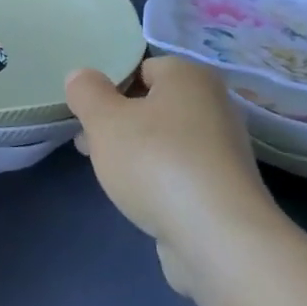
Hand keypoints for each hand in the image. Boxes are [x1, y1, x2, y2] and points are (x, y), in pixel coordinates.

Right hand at [65, 56, 278, 279]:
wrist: (217, 237)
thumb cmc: (156, 162)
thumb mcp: (104, 120)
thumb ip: (86, 92)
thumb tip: (81, 76)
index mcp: (189, 76)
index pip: (141, 68)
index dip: (109, 88)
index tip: (87, 116)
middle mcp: (214, 104)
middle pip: (153, 105)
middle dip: (119, 123)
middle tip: (89, 144)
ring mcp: (224, 150)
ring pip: (165, 141)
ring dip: (136, 153)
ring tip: (109, 175)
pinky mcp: (225, 189)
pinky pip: (181, 172)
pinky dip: (159, 181)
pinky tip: (141, 199)